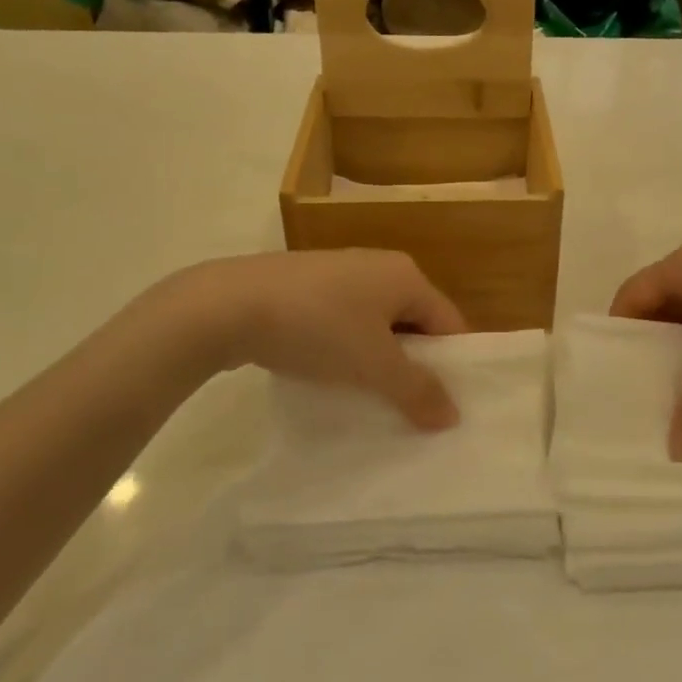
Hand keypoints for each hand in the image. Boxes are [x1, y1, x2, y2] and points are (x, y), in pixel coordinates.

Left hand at [174, 250, 468, 428]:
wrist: (228, 305)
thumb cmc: (318, 328)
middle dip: (413, 365)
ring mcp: (339, 272)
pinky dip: (345, 348)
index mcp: (407, 275)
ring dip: (377, 360)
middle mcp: (379, 265)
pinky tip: (329, 374)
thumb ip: (418, 391)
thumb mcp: (374, 366)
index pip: (449, 322)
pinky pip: (342, 320)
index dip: (452, 365)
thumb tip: (453, 416)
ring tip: (369, 398)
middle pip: (414, 322)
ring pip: (375, 323)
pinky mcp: (305, 285)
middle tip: (409, 408)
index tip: (445, 405)